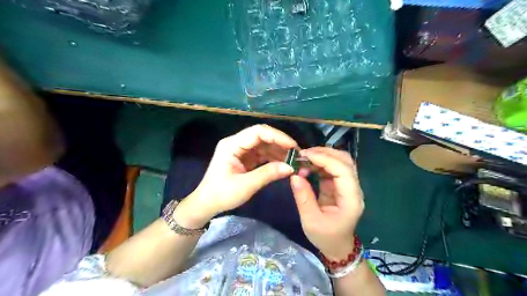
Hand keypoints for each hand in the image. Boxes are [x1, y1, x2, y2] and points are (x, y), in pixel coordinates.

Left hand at [173, 125, 295, 228]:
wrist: (207, 204)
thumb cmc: (222, 194)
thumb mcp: (245, 185)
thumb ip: (268, 174)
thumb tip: (291, 167)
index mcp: (232, 144)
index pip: (258, 132)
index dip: (278, 137)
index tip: (293, 147)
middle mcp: (237, 143)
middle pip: (263, 136)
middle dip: (281, 144)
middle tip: (297, 154)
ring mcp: (241, 151)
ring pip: (264, 145)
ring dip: (279, 151)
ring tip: (294, 160)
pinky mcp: (245, 159)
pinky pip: (262, 154)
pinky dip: (274, 158)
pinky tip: (284, 164)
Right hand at [290, 147, 365, 260]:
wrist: (338, 247)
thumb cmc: (326, 237)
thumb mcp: (311, 221)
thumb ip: (303, 197)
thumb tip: (294, 175)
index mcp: (351, 199)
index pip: (343, 171)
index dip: (325, 159)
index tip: (305, 156)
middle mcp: (353, 189)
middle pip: (345, 161)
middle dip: (324, 153)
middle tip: (303, 154)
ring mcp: (348, 186)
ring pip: (340, 162)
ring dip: (323, 156)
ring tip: (303, 158)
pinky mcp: (340, 186)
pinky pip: (333, 168)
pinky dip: (320, 163)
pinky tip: (307, 165)